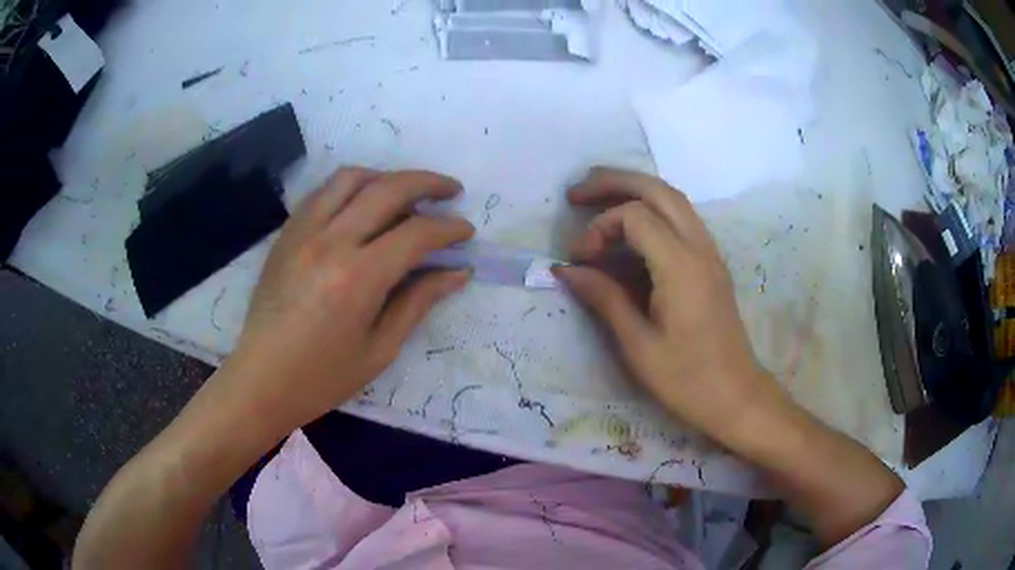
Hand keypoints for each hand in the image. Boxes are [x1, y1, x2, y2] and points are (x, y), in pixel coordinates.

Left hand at [224, 168, 473, 432]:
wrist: (261, 379)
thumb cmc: (322, 377)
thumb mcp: (379, 349)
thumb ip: (418, 302)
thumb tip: (457, 272)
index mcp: (358, 278)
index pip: (416, 233)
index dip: (449, 228)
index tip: (466, 232)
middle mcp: (330, 241)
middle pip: (388, 189)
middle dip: (428, 183)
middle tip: (451, 192)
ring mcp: (303, 231)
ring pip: (352, 178)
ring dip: (387, 177)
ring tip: (406, 193)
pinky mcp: (287, 233)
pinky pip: (323, 192)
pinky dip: (351, 187)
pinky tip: (363, 204)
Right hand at [554, 167, 781, 445]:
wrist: (735, 396)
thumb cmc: (686, 379)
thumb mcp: (638, 345)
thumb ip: (604, 298)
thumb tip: (565, 269)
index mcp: (681, 267)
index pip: (634, 216)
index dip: (599, 229)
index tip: (580, 261)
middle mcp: (699, 248)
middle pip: (657, 190)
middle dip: (614, 182)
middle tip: (576, 193)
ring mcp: (710, 253)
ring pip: (673, 199)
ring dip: (634, 190)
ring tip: (598, 197)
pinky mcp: (711, 264)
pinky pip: (682, 219)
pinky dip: (652, 210)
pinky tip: (631, 229)